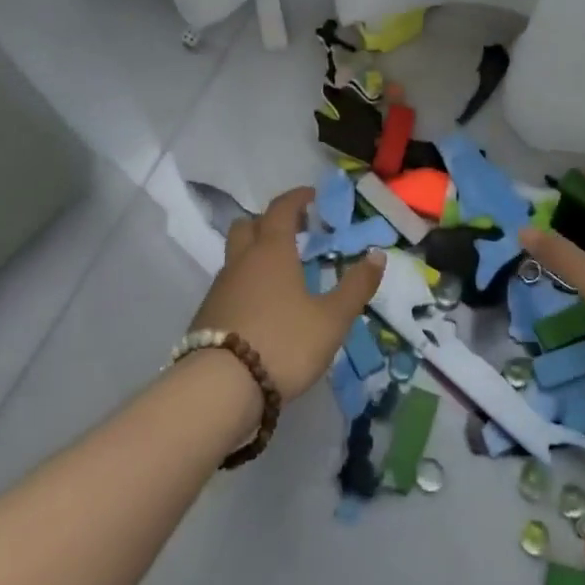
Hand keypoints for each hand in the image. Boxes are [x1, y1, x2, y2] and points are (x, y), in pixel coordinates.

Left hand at [189, 186, 383, 397]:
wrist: (219, 388)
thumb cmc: (284, 343)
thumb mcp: (332, 318)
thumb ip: (356, 286)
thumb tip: (378, 254)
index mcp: (272, 252)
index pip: (281, 210)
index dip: (297, 198)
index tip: (311, 196)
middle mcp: (241, 261)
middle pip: (247, 225)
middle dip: (269, 221)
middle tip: (293, 231)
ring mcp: (219, 288)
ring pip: (235, 256)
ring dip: (255, 253)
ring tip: (280, 272)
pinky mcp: (206, 316)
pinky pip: (229, 285)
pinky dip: (245, 282)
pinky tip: (261, 306)